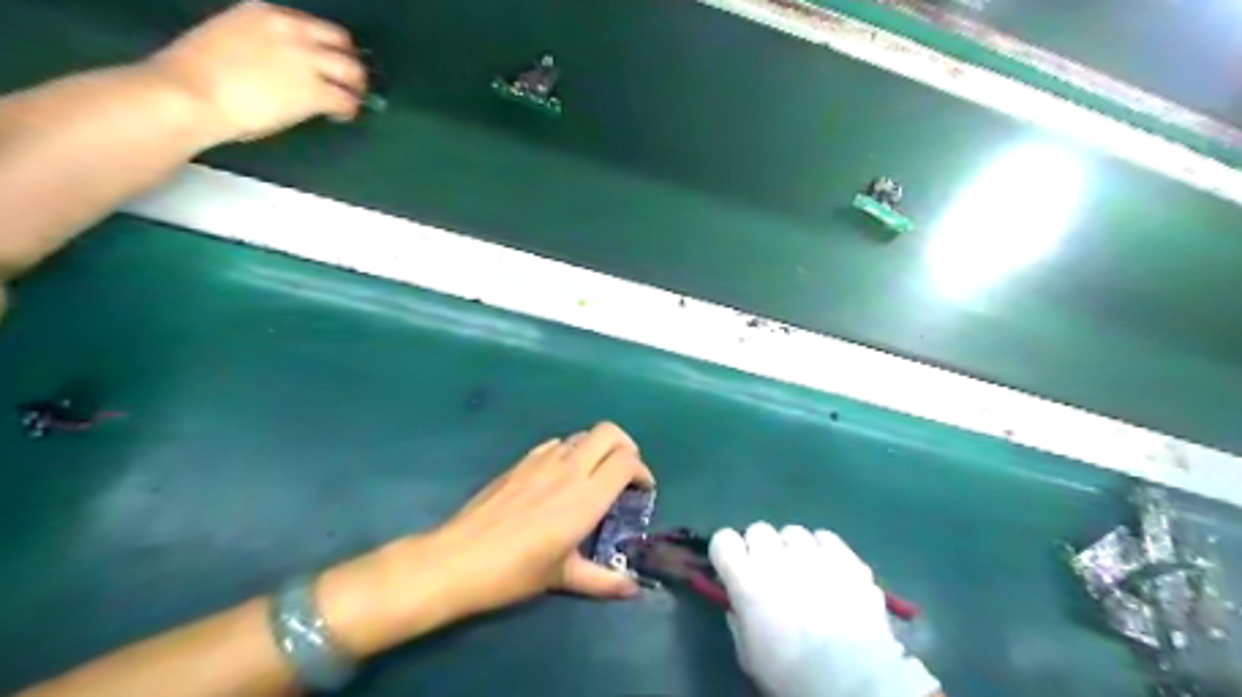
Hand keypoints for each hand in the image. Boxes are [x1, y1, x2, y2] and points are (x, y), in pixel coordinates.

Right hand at [145, 1, 363, 144]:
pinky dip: (349, 110)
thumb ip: (262, 44)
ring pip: (353, 71)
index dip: (326, 46)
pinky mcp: (315, 92)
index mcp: (265, 13)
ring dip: (356, 88)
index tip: (327, 62)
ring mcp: (306, 61)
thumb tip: (280, 66)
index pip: (314, 26)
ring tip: (351, 101)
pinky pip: (347, 100)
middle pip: (342, 43)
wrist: (190, 93)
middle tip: (350, 83)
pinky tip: (341, 116)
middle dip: (349, 63)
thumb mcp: (230, 38)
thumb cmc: (196, 74)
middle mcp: (292, 31)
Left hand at [429, 422, 652, 617]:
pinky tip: (560, 477)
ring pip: (581, 435)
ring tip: (594, 475)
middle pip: (609, 432)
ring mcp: (542, 461)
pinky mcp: (521, 462)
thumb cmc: (515, 571)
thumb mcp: (563, 577)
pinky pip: (555, 444)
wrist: (459, 559)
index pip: (627, 460)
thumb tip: (633, 590)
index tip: (642, 489)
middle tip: (625, 472)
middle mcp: (569, 469)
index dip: (642, 470)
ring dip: (596, 449)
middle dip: (625, 446)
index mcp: (586, 496)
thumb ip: (603, 580)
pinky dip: (568, 452)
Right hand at [714, 524, 936, 696]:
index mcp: (746, 579)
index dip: (727, 552)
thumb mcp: (749, 654)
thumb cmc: (791, 673)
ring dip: (792, 548)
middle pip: (758, 530)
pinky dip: (823, 549)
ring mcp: (812, 553)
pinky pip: (826, 537)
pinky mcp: (845, 557)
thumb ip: (739, 619)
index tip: (733, 568)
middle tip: (769, 573)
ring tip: (803, 571)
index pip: (723, 540)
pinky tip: (828, 569)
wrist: (850, 681)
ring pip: (793, 532)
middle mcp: (775, 556)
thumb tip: (739, 603)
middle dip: (760, 548)